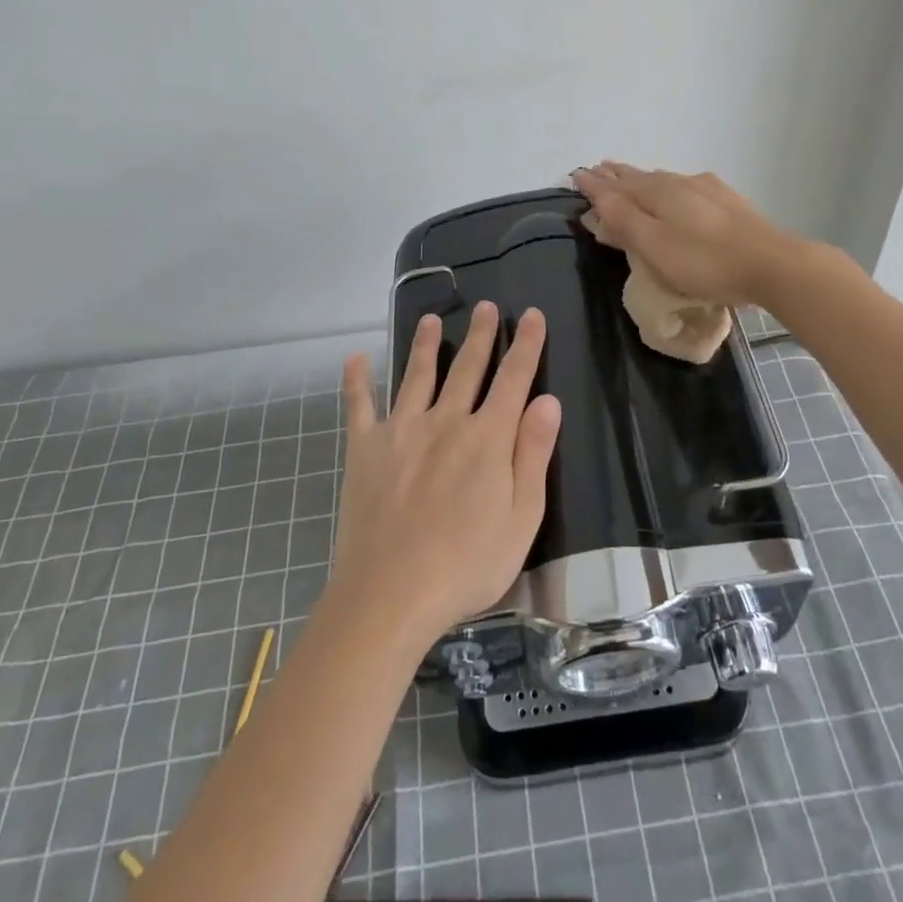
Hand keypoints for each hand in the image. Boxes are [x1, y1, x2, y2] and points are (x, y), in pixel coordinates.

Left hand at [331, 302, 560, 647]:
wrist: (391, 594)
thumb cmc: (466, 564)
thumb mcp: (521, 518)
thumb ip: (533, 455)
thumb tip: (547, 400)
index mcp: (487, 438)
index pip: (514, 379)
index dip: (527, 345)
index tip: (532, 314)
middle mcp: (446, 421)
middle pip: (467, 368)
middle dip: (481, 335)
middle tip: (487, 307)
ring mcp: (402, 431)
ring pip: (417, 375)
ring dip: (425, 345)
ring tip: (430, 319)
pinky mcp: (365, 449)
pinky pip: (360, 406)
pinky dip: (357, 381)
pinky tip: (355, 358)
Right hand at [573, 162, 800, 306]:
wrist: (771, 264)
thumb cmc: (704, 261)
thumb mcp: (654, 246)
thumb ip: (624, 220)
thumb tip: (596, 193)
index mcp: (657, 192)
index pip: (616, 185)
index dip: (594, 183)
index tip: (576, 175)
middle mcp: (679, 182)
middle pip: (639, 177)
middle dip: (616, 175)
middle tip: (598, 168)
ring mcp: (706, 189)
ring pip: (663, 179)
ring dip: (640, 178)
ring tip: (628, 175)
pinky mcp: (727, 201)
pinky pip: (685, 186)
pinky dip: (667, 185)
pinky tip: (678, 187)